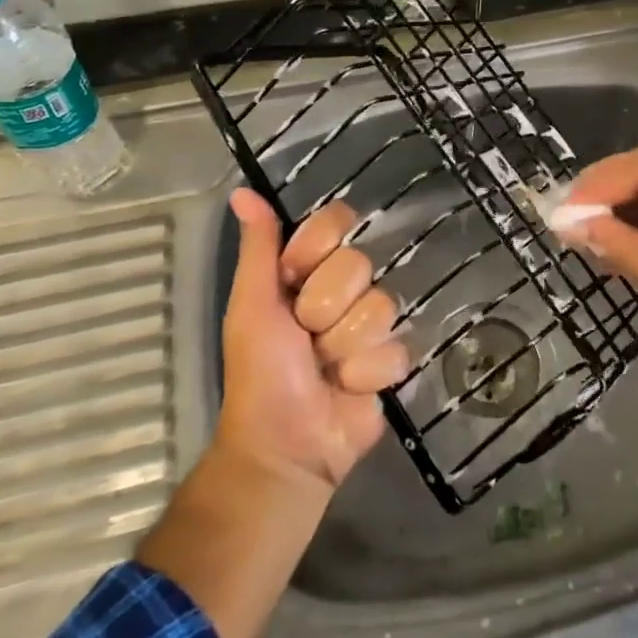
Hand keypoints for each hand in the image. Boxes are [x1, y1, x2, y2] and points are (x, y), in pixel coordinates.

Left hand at [215, 188, 409, 490]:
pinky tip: (348, 388)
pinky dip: (365, 374)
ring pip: (381, 306)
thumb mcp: (252, 304)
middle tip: (305, 335)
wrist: (286, 445)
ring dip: (345, 346)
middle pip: (360, 264)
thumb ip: (258, 247)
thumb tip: (241, 191)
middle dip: (326, 308)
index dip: (318, 249)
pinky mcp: (392, 360)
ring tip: (325, 368)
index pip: (337, 222)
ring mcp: (371, 324)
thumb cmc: (260, 372)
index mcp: (308, 270)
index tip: (293, 276)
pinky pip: (396, 348)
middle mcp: (344, 289)